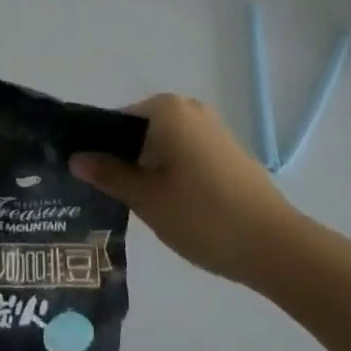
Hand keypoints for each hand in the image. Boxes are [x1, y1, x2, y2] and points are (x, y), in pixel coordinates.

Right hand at [71, 93, 299, 287]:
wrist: (274, 244)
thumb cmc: (202, 215)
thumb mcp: (146, 198)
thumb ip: (109, 175)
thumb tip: (76, 158)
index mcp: (166, 108)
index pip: (116, 121)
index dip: (98, 149)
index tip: (87, 179)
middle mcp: (188, 107)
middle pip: (140, 131)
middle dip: (123, 160)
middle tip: (109, 198)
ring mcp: (211, 127)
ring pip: (163, 144)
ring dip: (147, 168)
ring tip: (136, 206)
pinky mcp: (226, 150)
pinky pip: (185, 153)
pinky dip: (171, 172)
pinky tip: (169, 206)